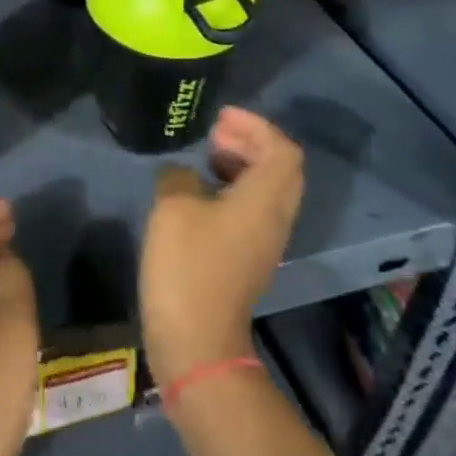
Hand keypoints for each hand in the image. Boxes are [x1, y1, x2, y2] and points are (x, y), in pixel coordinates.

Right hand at [141, 107, 304, 388]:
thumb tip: (183, 175)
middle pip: (281, 169)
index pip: (283, 150)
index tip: (220, 118)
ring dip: (243, 165)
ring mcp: (264, 241)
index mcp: (265, 199)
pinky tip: (200, 191)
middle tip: (215, 133)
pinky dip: (235, 189)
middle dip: (252, 142)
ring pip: (268, 190)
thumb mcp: (173, 206)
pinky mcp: (248, 258)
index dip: (256, 126)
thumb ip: (179, 176)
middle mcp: (275, 218)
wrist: (196, 337)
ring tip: (207, 156)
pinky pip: (254, 209)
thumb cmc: (187, 263)